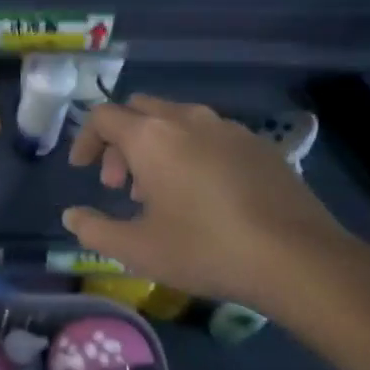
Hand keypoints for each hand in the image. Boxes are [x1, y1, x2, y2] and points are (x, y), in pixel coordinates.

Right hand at [61, 95, 360, 310]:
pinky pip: (210, 134)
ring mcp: (228, 128)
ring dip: (156, 146)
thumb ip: (94, 229)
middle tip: (120, 185)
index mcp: (151, 137)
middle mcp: (187, 119)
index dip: (85, 140)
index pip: (103, 116)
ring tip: (161, 192)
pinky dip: (191, 151)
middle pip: (139, 110)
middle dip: (120, 142)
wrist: (298, 259)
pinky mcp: (260, 144)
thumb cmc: (205, 249)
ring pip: (176, 120)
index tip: (83, 171)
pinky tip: (203, 193)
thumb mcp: (137, 249)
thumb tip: (71, 217)